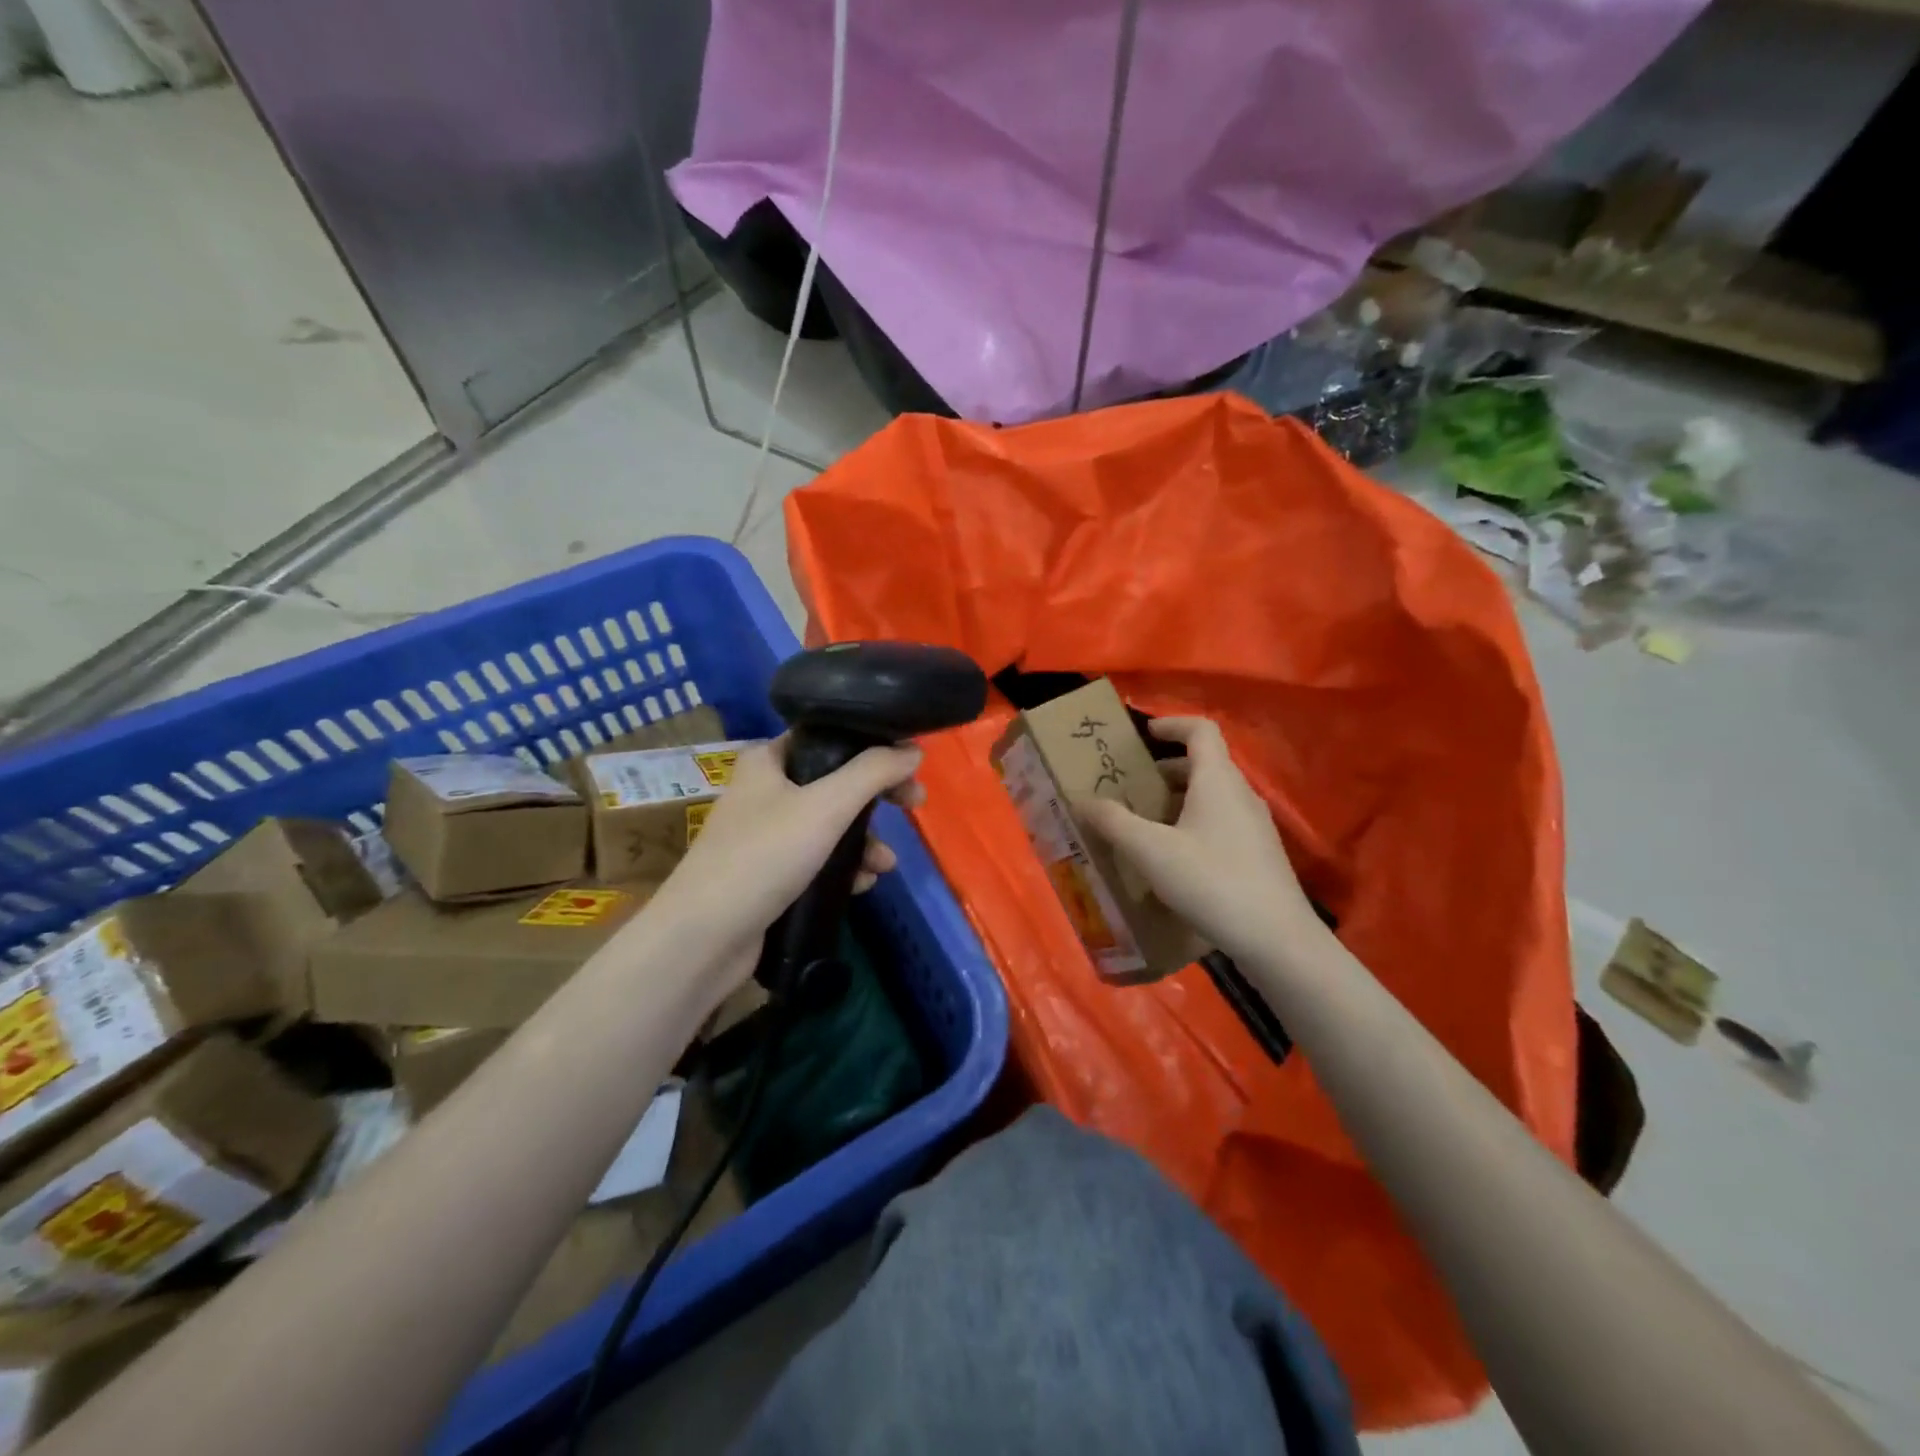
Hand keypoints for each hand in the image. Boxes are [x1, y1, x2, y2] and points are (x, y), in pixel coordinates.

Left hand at [653, 736, 924, 976]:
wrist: (704, 937)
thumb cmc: (764, 856)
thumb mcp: (826, 805)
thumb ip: (873, 773)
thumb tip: (912, 751)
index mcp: (767, 760)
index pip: (828, 737)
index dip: (872, 747)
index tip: (908, 766)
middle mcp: (764, 790)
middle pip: (835, 782)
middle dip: (876, 800)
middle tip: (914, 806)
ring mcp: (764, 835)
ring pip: (829, 825)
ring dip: (864, 841)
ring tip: (885, 865)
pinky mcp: (768, 874)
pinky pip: (817, 859)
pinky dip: (842, 867)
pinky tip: (861, 885)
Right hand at [1079, 718, 1324, 965]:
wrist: (1277, 939)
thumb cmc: (1211, 881)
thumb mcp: (1150, 851)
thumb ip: (1114, 821)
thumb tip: (1082, 800)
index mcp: (1218, 780)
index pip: (1200, 730)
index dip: (1171, 724)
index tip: (1143, 734)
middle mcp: (1240, 794)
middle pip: (1203, 765)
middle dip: (1164, 770)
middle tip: (1130, 787)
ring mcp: (1254, 826)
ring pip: (1211, 797)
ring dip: (1176, 801)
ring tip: (1143, 824)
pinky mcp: (1258, 855)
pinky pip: (1220, 823)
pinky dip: (1191, 825)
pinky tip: (1171, 859)